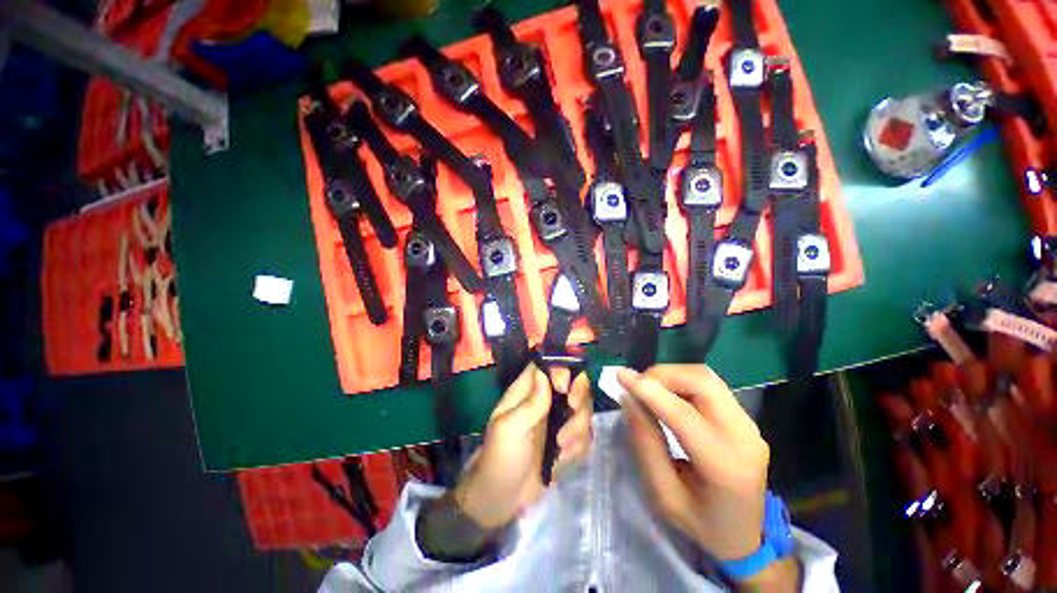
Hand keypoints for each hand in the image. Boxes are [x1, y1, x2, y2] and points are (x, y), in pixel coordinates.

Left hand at [453, 363, 592, 528]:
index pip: (549, 365)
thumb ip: (530, 403)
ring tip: (561, 446)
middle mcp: (546, 400)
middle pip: (575, 382)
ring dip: (578, 426)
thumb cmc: (500, 458)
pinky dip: (579, 445)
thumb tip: (544, 373)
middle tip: (572, 410)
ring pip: (584, 408)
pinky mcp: (568, 440)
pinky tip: (563, 458)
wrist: (502, 500)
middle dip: (579, 396)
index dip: (562, 369)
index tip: (563, 388)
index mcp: (528, 390)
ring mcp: (559, 420)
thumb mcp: (509, 429)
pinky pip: (586, 434)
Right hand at [619, 365, 798, 589]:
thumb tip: (629, 400)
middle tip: (637, 385)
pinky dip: (683, 382)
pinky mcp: (746, 418)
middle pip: (702, 382)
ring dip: (673, 375)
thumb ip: (646, 445)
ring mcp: (750, 424)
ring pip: (707, 377)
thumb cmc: (701, 524)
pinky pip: (711, 386)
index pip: (683, 414)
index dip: (648, 390)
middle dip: (663, 375)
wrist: (747, 538)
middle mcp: (745, 437)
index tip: (619, 375)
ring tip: (650, 389)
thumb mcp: (664, 495)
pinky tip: (668, 395)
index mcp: (725, 466)